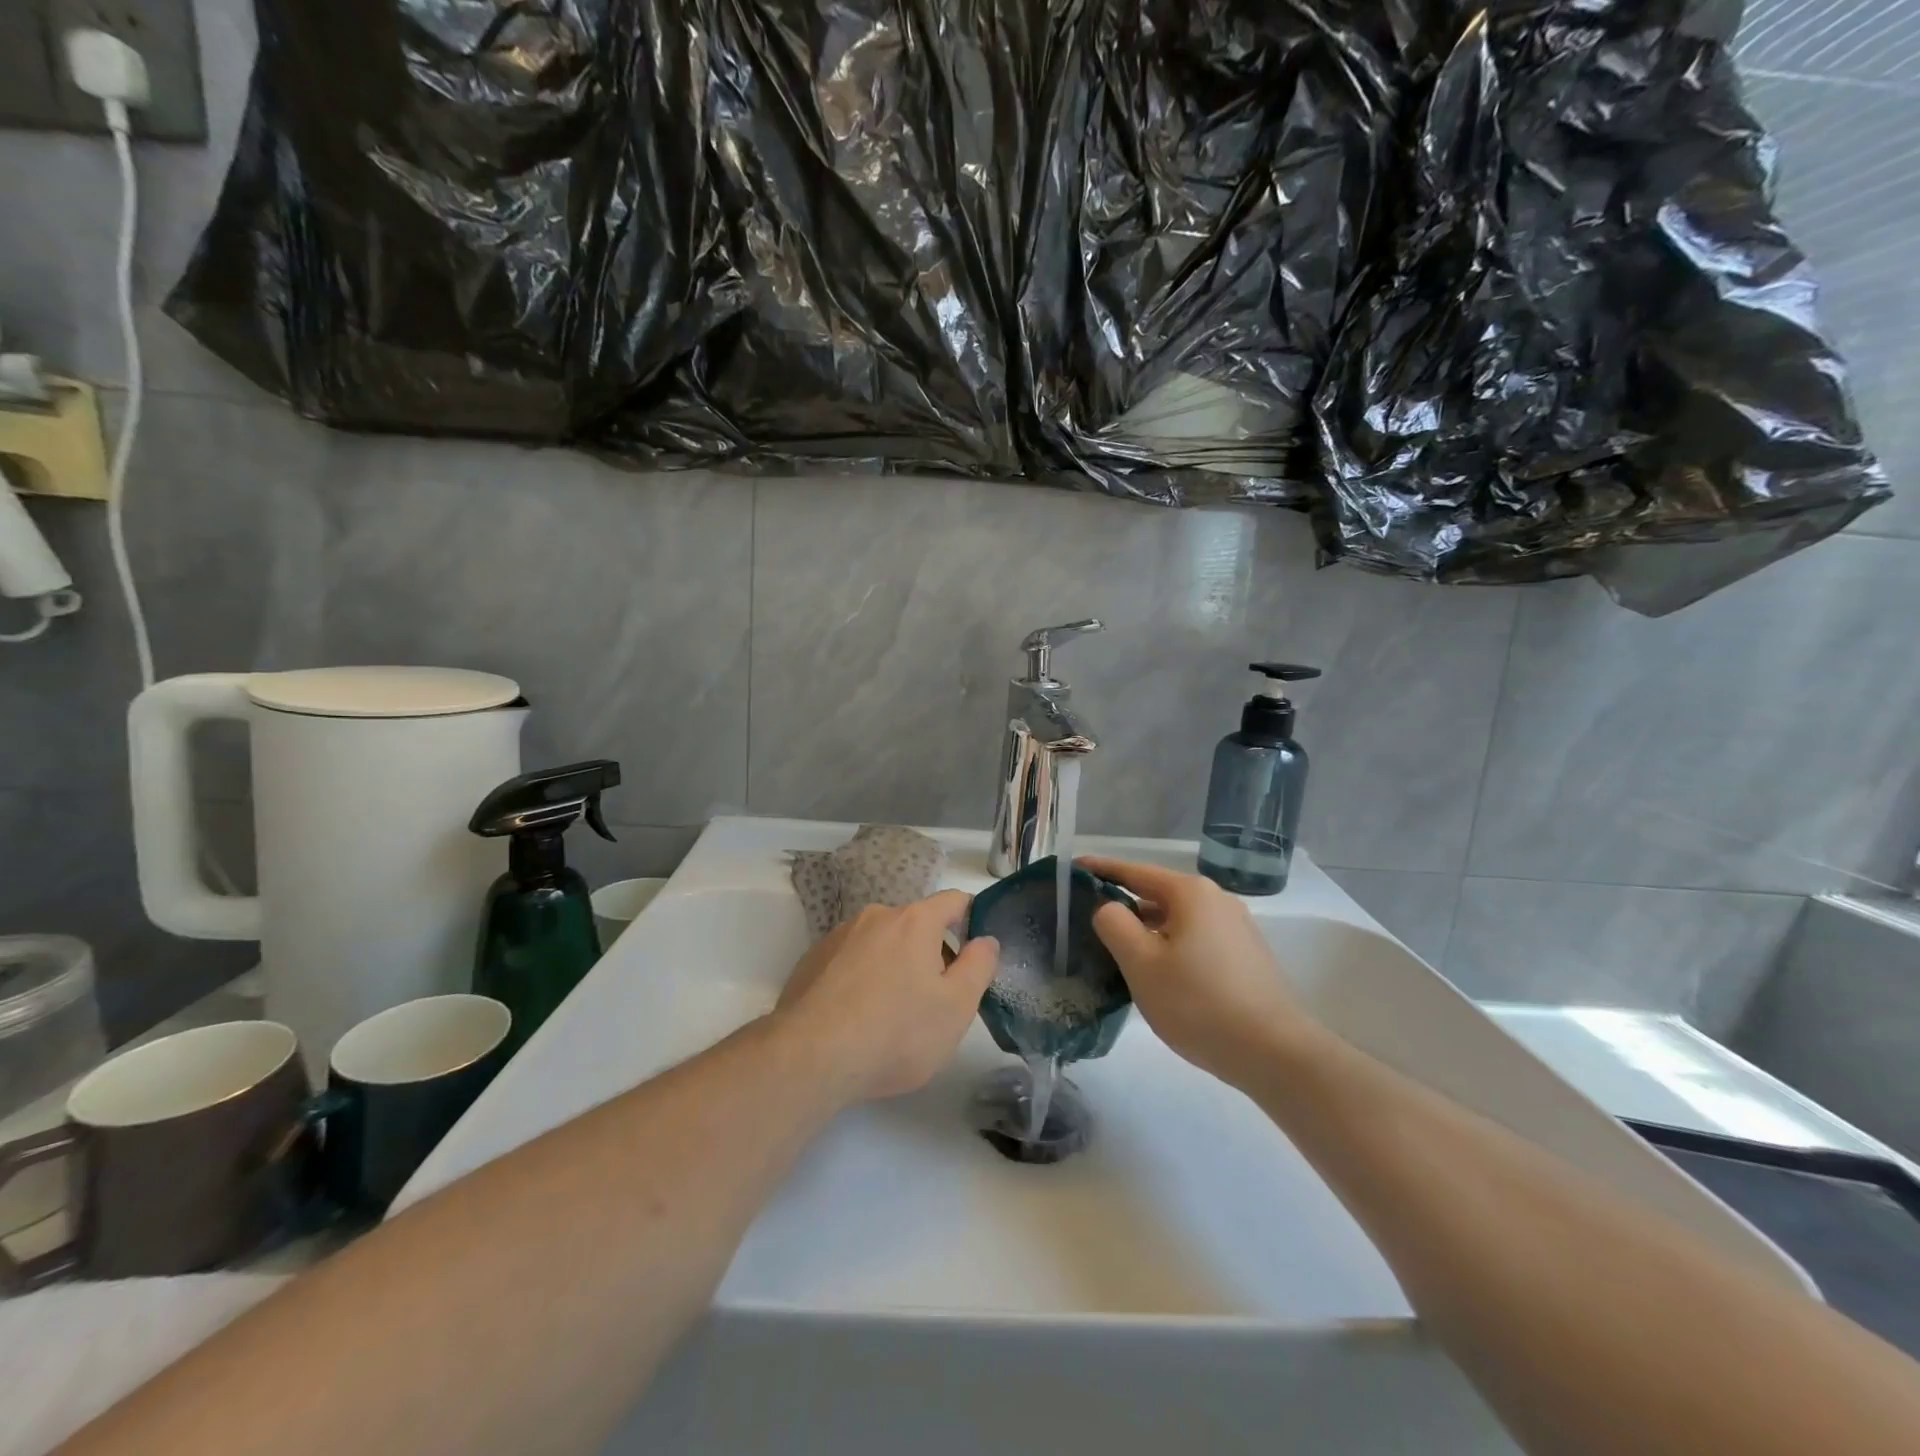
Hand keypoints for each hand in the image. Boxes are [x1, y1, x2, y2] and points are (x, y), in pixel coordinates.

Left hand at [774, 891, 999, 1103]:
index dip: (972, 919)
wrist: (810, 1056)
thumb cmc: (895, 1032)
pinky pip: (850, 961)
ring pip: (881, 943)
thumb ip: (979, 966)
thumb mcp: (956, 1007)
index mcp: (914, 921)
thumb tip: (985, 940)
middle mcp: (875, 916)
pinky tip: (857, 1018)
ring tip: (892, 1014)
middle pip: (916, 925)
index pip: (954, 901)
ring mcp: (838, 936)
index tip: (976, 951)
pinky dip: (862, 978)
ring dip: (895, 966)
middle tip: (935, 999)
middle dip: (931, 953)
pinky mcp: (811, 960)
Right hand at [1081, 857, 1312, 1087]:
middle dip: (1122, 904)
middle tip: (1085, 920)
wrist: (1275, 1053)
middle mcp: (1216, 900)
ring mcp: (1235, 928)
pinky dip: (1169, 946)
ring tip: (1115, 950)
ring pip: (1176, 920)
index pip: (1134, 871)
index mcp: (1190, 893)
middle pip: (1157, 894)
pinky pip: (1194, 939)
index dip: (1100, 870)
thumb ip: (1114, 924)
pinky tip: (1156, 973)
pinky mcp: (1245, 956)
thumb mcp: (1141, 963)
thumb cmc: (1199, 1002)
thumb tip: (1108, 907)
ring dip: (1146, 930)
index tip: (1071, 870)